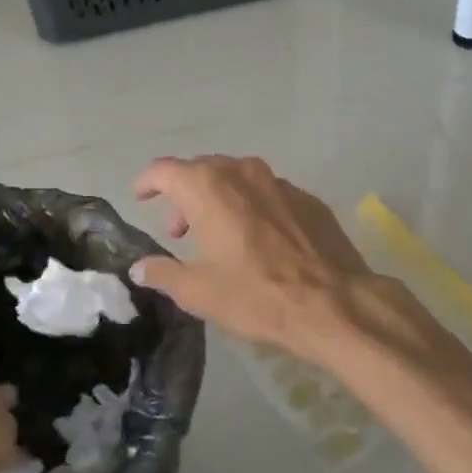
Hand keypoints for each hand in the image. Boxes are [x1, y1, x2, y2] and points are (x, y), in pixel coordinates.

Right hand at [130, 155, 398, 359]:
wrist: (332, 303)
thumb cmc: (255, 294)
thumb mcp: (198, 292)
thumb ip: (163, 273)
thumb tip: (139, 267)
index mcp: (208, 187)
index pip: (165, 169)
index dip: (147, 181)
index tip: (140, 196)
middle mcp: (242, 172)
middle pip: (202, 170)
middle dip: (184, 194)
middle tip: (179, 230)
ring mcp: (279, 182)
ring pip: (237, 178)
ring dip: (219, 198)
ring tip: (218, 234)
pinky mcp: (307, 198)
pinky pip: (268, 193)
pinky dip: (252, 207)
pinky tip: (259, 239)